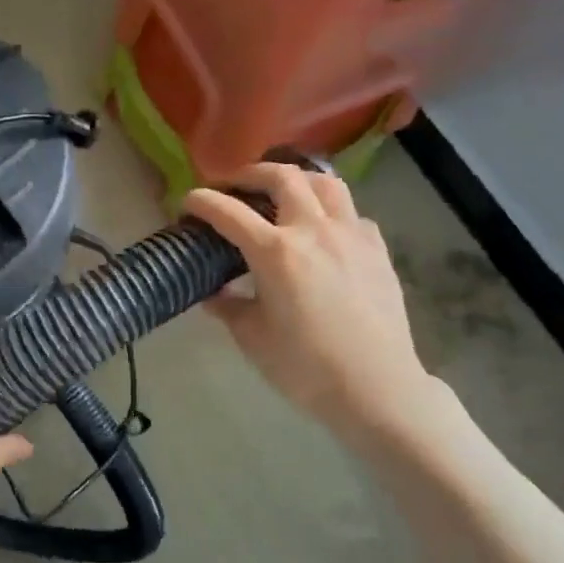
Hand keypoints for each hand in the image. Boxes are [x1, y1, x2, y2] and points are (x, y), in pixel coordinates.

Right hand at [184, 164, 438, 443]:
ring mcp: (351, 235)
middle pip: (281, 177)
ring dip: (296, 180)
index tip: (186, 201)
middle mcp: (313, 230)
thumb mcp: (252, 338)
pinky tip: (323, 230)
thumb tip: (212, 293)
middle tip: (233, 186)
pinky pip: (351, 213)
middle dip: (250, 174)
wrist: (377, 388)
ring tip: (281, 193)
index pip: (228, 212)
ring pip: (324, 183)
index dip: (202, 201)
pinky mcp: (377, 249)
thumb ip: (228, 307)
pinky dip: (329, 210)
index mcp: (275, 252)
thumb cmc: (306, 367)